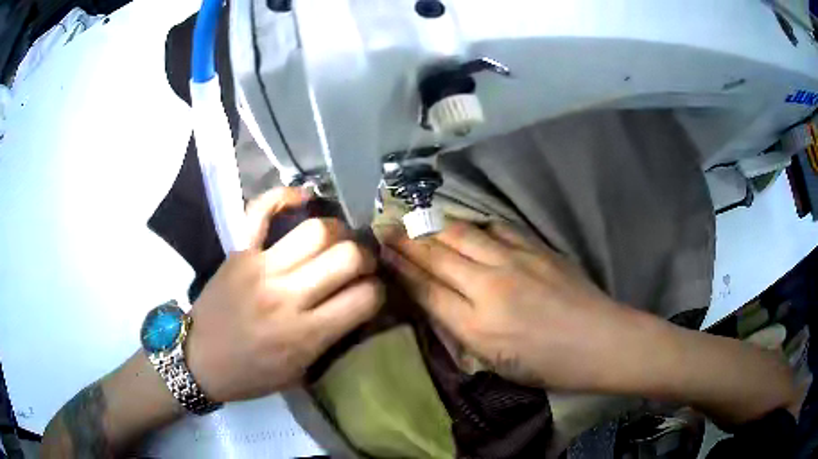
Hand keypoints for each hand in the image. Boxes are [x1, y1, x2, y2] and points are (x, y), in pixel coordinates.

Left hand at [186, 188, 383, 402]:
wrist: (199, 361)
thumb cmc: (251, 374)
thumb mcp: (300, 372)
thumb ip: (332, 339)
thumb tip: (359, 305)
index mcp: (305, 335)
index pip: (364, 297)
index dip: (378, 292)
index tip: (372, 293)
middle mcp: (286, 297)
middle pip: (346, 257)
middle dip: (365, 257)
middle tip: (360, 264)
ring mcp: (260, 268)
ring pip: (315, 230)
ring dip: (337, 231)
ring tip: (336, 240)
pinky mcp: (239, 252)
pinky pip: (260, 210)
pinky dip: (283, 197)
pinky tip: (302, 198)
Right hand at [380, 219, 635, 390]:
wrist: (600, 341)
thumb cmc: (548, 364)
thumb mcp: (496, 362)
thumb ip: (462, 331)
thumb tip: (436, 303)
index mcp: (477, 325)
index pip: (426, 289)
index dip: (400, 268)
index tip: (381, 253)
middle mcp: (489, 287)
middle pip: (438, 256)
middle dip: (407, 240)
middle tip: (385, 226)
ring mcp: (515, 261)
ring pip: (462, 236)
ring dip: (433, 226)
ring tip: (413, 217)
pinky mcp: (536, 248)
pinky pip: (497, 229)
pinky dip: (475, 224)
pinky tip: (465, 222)